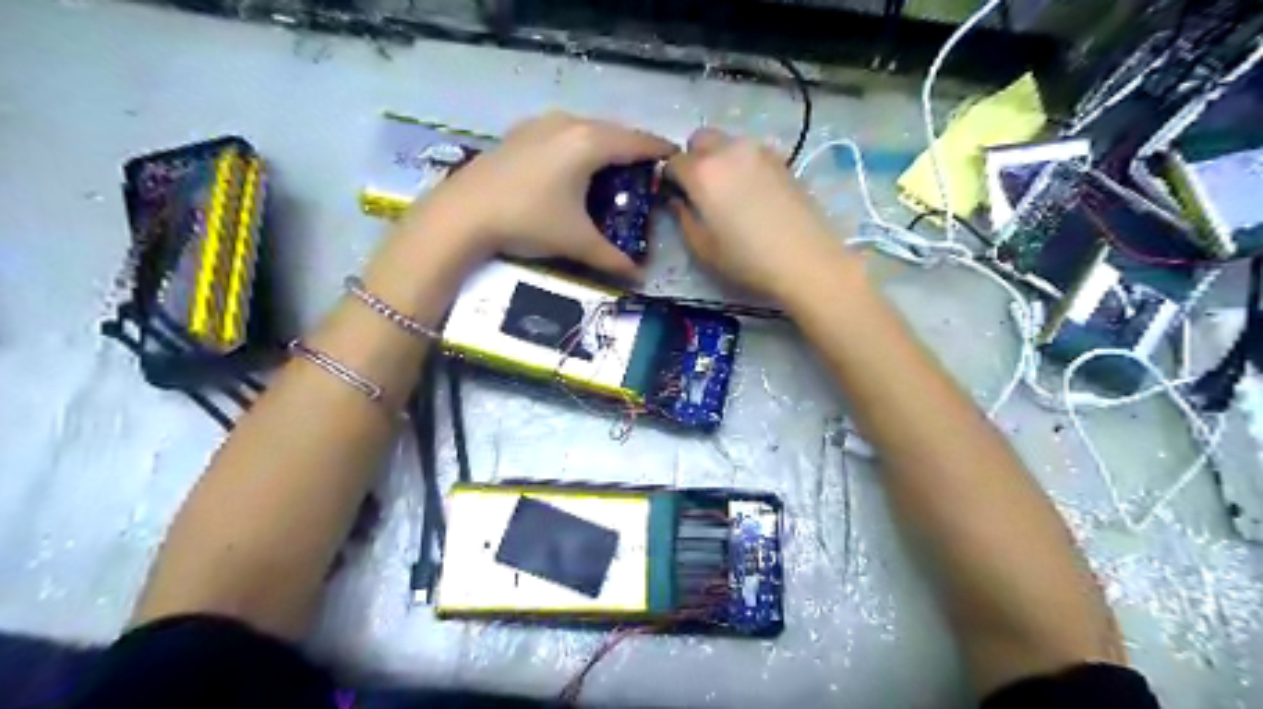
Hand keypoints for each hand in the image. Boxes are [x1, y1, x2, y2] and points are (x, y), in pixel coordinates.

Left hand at [397, 112, 675, 280]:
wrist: (462, 214)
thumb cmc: (528, 221)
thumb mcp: (576, 242)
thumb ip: (613, 259)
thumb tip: (640, 278)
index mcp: (589, 143)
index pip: (637, 142)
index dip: (660, 151)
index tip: (676, 159)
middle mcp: (568, 123)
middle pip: (613, 132)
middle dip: (632, 149)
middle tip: (646, 172)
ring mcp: (540, 124)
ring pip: (585, 129)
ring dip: (603, 146)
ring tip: (612, 169)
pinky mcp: (519, 133)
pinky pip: (561, 133)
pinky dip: (577, 146)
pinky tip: (571, 167)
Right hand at [662, 128, 857, 300]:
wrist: (805, 259)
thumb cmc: (746, 259)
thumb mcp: (702, 247)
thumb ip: (683, 217)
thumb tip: (677, 200)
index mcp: (702, 172)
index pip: (672, 161)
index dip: (669, 178)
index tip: (674, 197)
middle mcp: (728, 150)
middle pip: (700, 139)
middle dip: (694, 158)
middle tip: (699, 190)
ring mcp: (758, 151)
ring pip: (728, 142)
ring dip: (720, 159)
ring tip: (728, 192)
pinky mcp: (782, 159)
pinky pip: (751, 152)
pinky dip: (743, 164)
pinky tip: (752, 193)